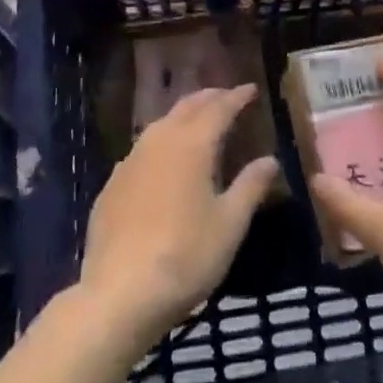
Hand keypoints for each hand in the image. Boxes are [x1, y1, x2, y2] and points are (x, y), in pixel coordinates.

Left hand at [78, 85, 278, 355]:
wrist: (119, 294)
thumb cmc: (185, 256)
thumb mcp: (230, 224)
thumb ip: (250, 186)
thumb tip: (270, 159)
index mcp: (191, 144)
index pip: (218, 108)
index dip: (236, 97)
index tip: (251, 89)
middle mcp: (159, 141)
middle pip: (186, 107)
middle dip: (209, 98)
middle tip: (227, 96)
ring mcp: (130, 161)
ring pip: (161, 124)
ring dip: (183, 116)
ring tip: (198, 121)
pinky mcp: (112, 185)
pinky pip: (142, 149)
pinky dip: (161, 142)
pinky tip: (164, 160)